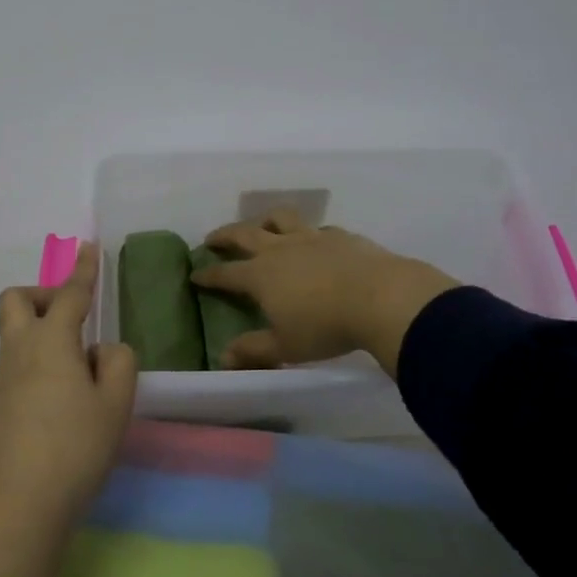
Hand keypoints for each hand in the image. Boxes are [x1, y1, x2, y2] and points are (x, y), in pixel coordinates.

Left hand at [0, 243, 137, 576]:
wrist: (16, 507)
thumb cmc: (74, 448)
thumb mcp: (115, 404)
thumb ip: (118, 363)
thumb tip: (101, 351)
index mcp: (51, 341)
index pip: (71, 295)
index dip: (84, 270)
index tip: (89, 247)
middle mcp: (19, 351)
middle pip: (19, 300)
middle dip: (46, 294)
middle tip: (75, 316)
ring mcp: (2, 379)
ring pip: (15, 333)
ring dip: (43, 331)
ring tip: (82, 369)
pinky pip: (16, 363)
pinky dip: (39, 361)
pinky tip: (64, 397)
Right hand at [190, 211, 457, 378]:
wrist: (381, 298)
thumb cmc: (326, 326)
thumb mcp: (286, 346)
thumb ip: (254, 350)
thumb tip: (224, 357)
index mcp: (261, 275)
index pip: (226, 273)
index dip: (208, 275)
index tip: (195, 274)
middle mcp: (280, 249)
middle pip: (245, 234)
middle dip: (225, 235)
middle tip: (213, 238)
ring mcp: (311, 238)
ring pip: (281, 219)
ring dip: (265, 220)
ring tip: (261, 226)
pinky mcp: (341, 236)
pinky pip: (318, 229)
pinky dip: (309, 234)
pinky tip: (315, 241)